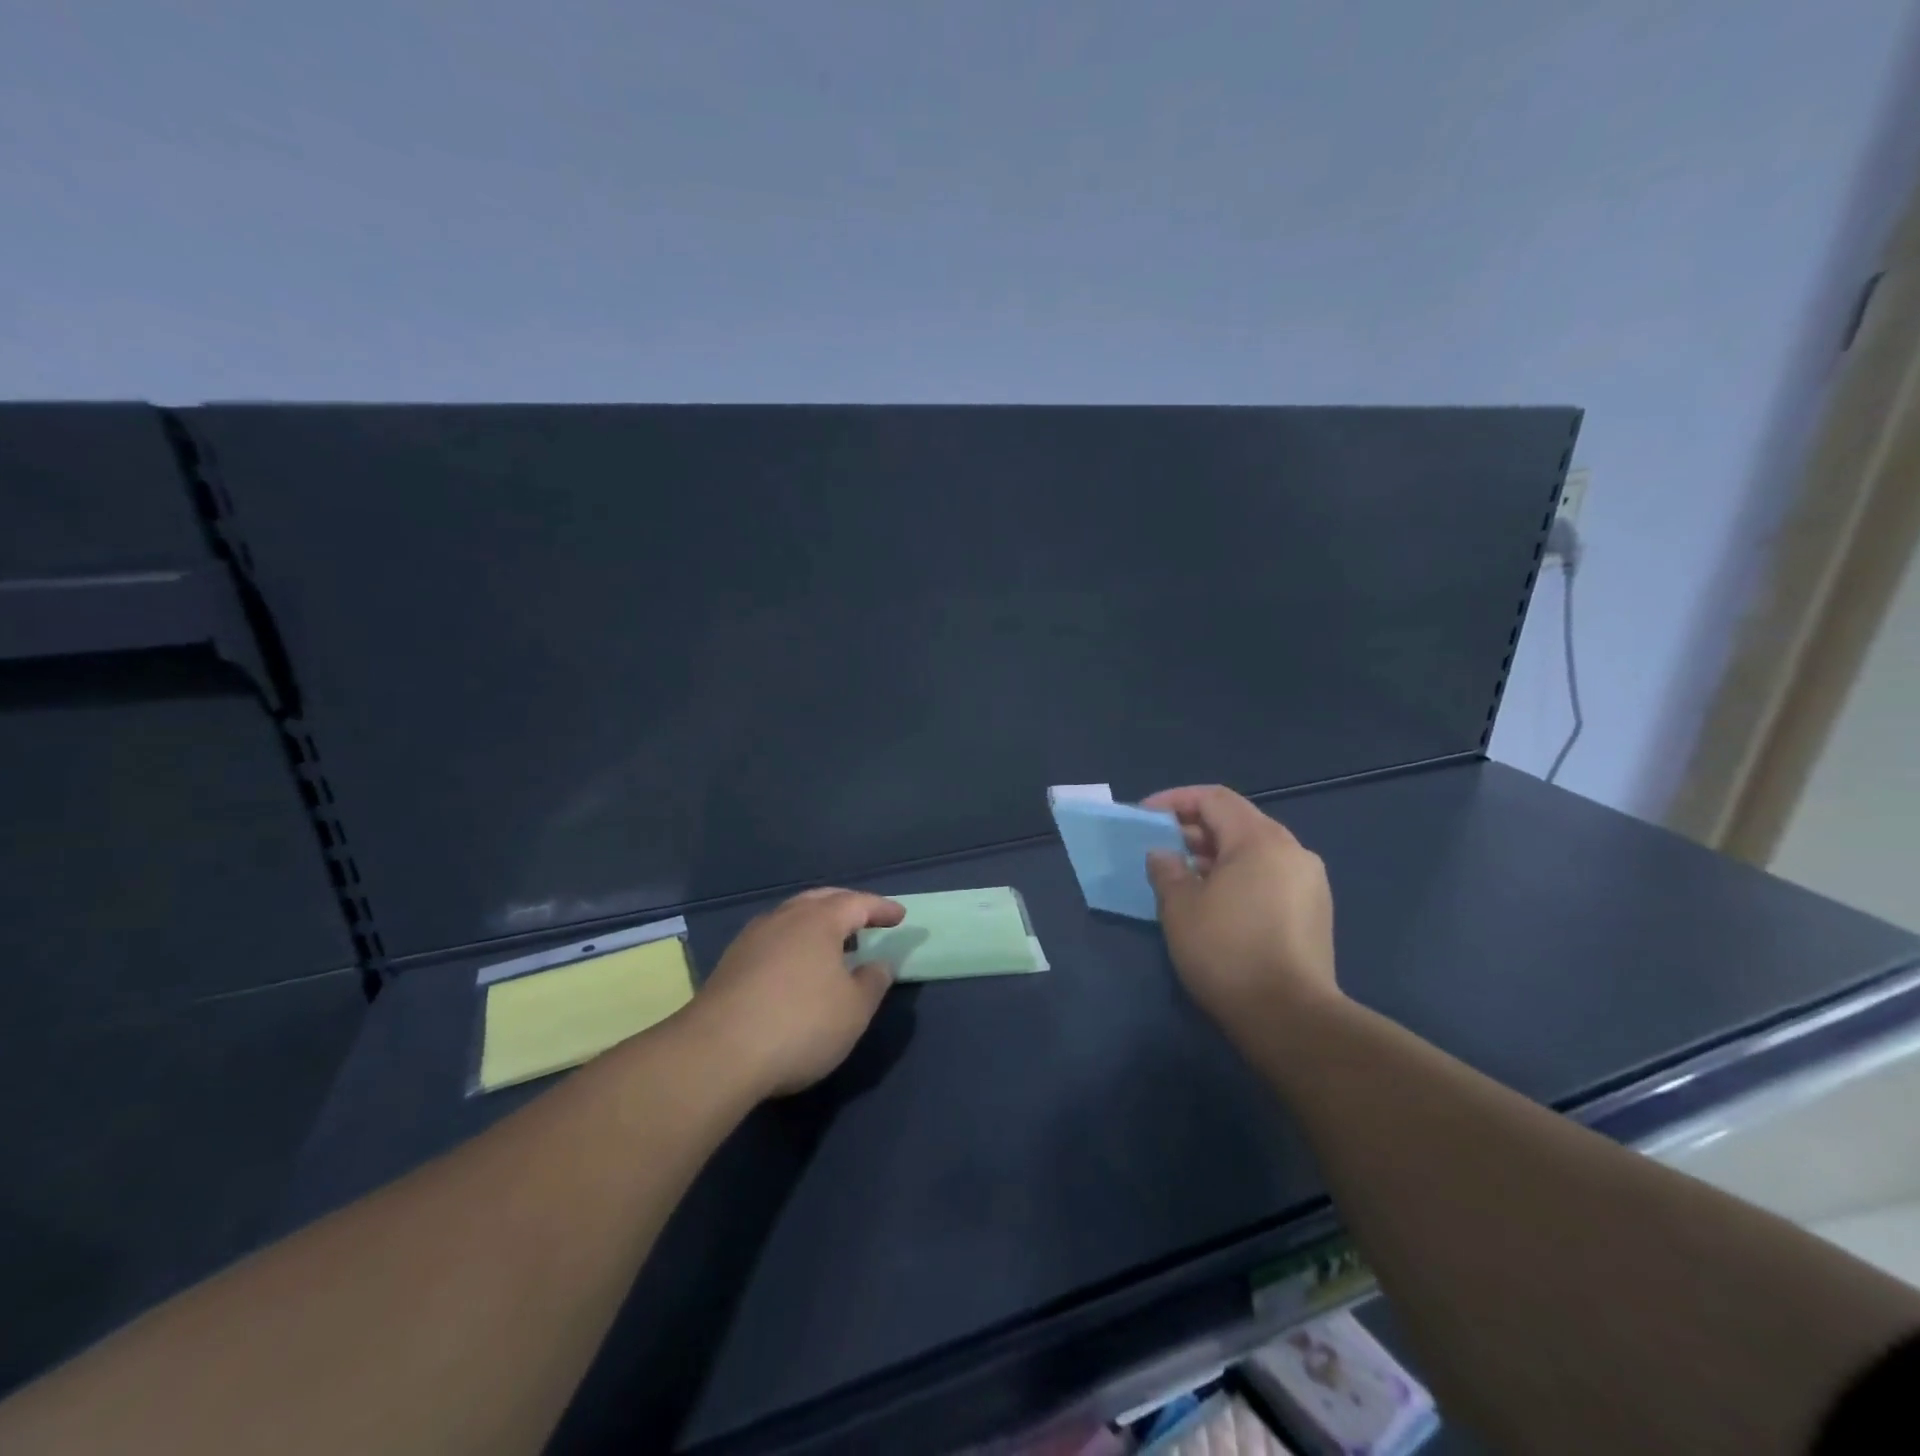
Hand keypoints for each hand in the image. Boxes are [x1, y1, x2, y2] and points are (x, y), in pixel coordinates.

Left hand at [686, 887, 903, 1097]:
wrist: (717, 1053)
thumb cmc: (800, 1024)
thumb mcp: (853, 1010)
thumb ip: (872, 982)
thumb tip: (878, 964)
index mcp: (819, 920)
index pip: (857, 903)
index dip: (881, 908)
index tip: (899, 916)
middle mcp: (784, 918)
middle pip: (821, 900)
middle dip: (846, 906)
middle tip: (865, 918)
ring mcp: (752, 938)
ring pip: (792, 917)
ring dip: (816, 923)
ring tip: (832, 941)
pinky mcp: (730, 963)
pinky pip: (773, 938)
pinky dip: (793, 942)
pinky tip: (795, 964)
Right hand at [1142, 785, 1339, 1031]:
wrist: (1290, 1018)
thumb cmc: (1227, 952)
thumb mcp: (1180, 907)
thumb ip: (1167, 870)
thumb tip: (1164, 854)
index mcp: (1261, 840)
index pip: (1214, 798)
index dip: (1175, 800)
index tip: (1145, 816)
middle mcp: (1292, 851)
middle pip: (1237, 822)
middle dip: (1194, 829)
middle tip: (1161, 847)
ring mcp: (1309, 882)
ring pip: (1255, 851)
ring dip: (1215, 855)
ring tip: (1183, 876)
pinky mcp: (1315, 912)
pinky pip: (1269, 876)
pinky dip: (1238, 877)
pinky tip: (1215, 903)